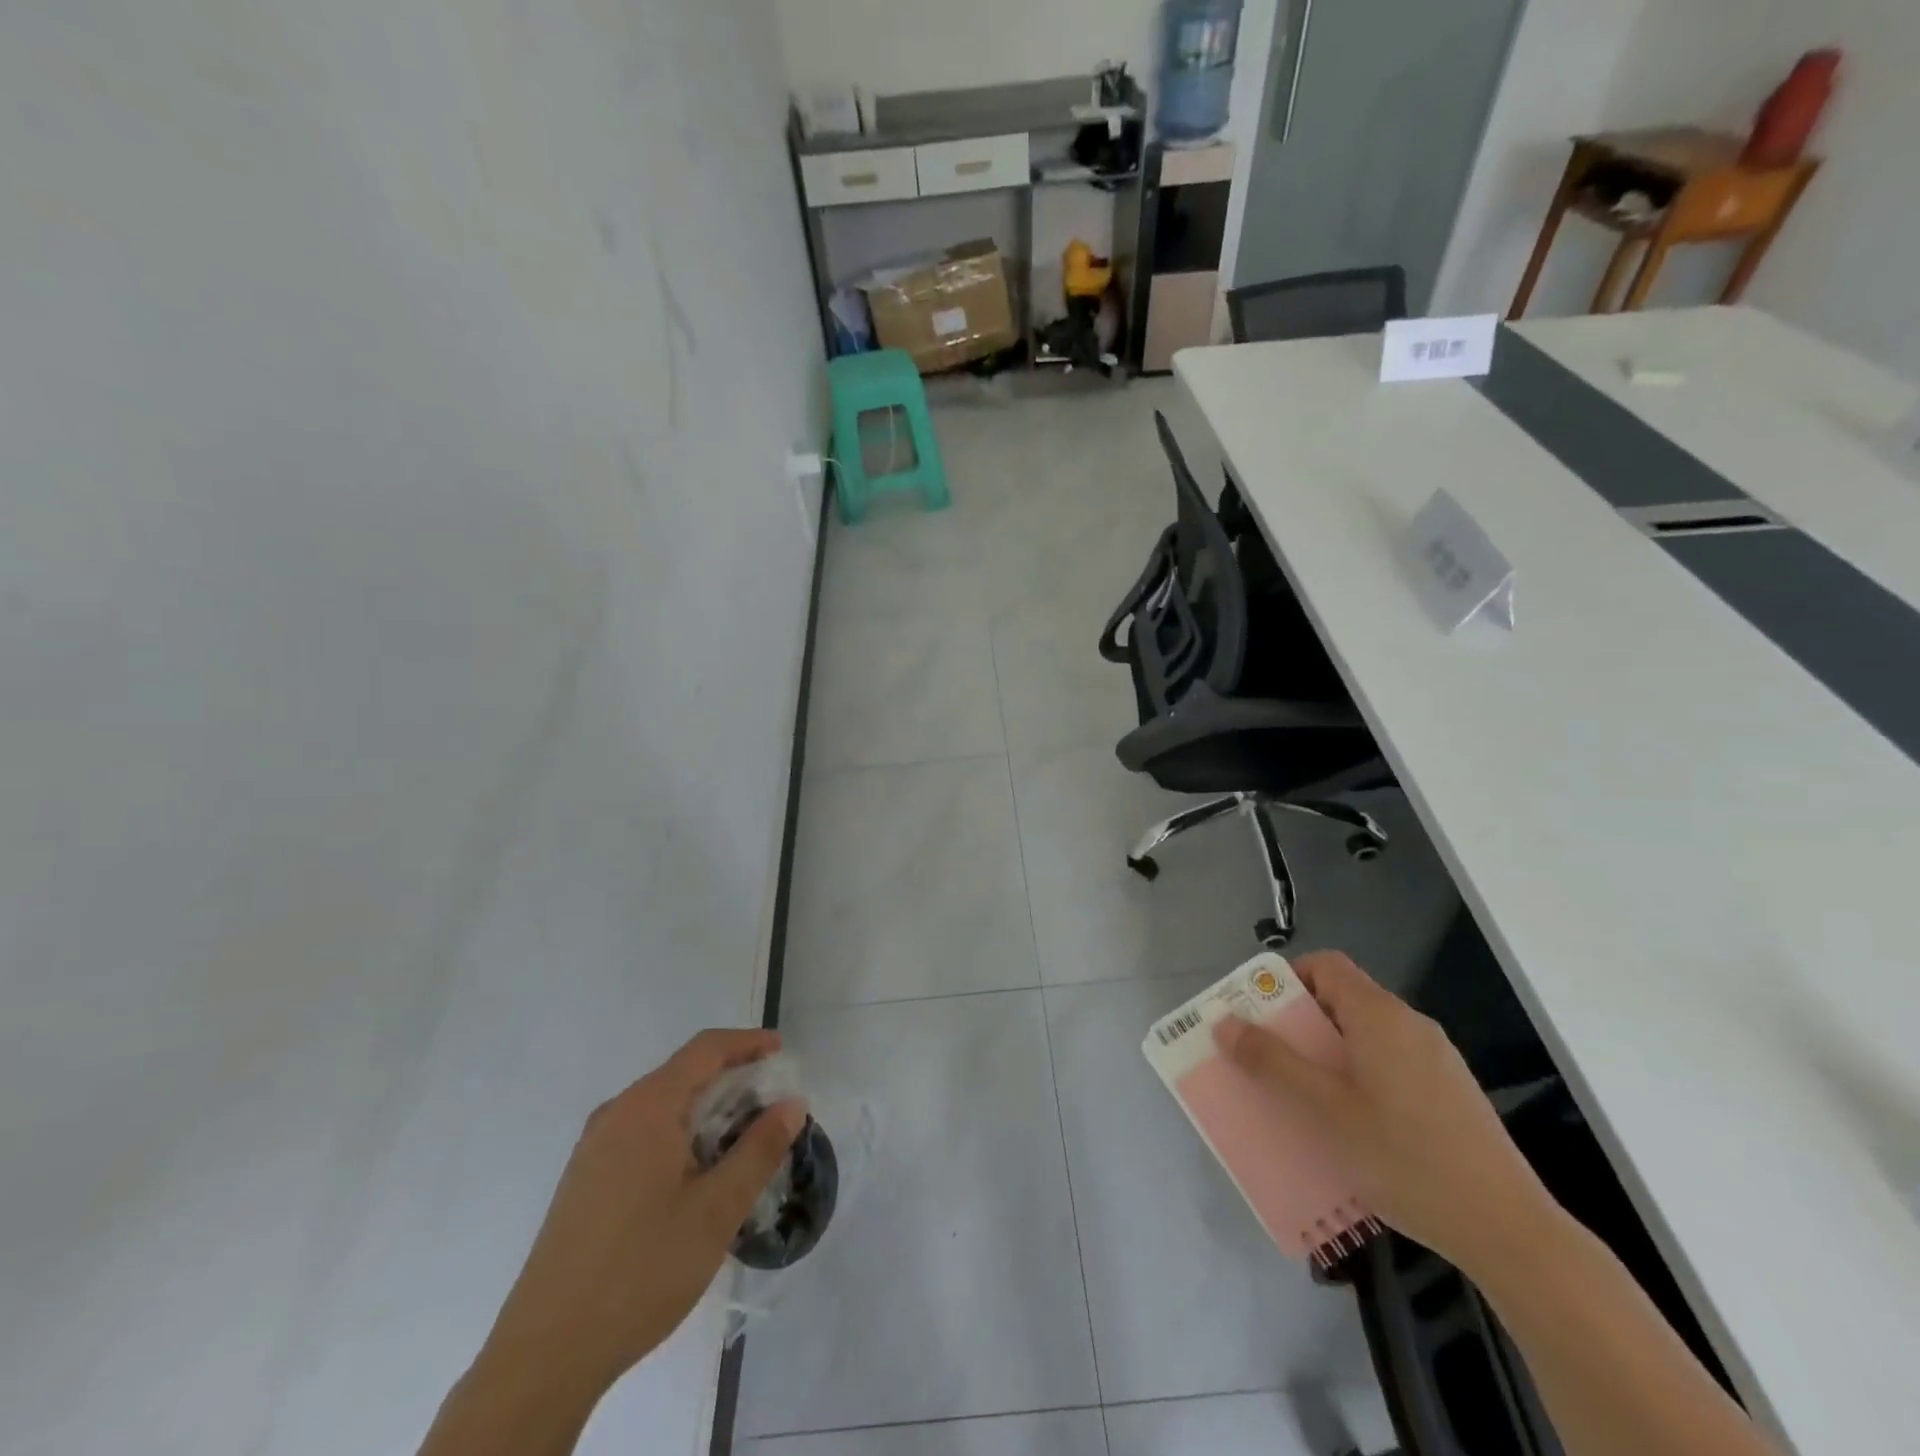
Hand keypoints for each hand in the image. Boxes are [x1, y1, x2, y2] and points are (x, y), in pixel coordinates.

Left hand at [472, 1029, 805, 1408]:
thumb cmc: (641, 1270)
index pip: (705, 1049)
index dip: (747, 1042)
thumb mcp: (717, 1211)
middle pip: (683, 1074)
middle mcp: (617, 1114)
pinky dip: (679, 1135)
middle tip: (771, 1106)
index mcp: (648, 1108)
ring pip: (662, 1107)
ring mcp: (594, 1148)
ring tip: (741, 1142)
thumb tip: (792, 1104)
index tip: (781, 1051)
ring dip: (706, 1111)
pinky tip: (696, 1176)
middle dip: (731, 1079)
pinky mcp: (585, 1180)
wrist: (544, 1356)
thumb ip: (759, 1149)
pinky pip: (642, 1134)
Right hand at [1213, 951, 1557, 1277]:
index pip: (1325, 965)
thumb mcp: (1324, 1110)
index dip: (1286, 979)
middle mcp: (1410, 1025)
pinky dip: (1357, 1077)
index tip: (1258, 1014)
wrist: (1508, 1231)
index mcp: (1379, 1015)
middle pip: (1342, 1000)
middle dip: (1297, 1024)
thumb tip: (1224, 1022)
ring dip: (1325, 1055)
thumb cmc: (1404, 1158)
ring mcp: (1436, 1060)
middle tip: (1266, 1060)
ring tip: (1300, 1096)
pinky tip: (1349, 1126)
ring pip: (1364, 1037)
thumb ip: (1272, 1062)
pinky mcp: (1450, 1094)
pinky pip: (1388, 1065)